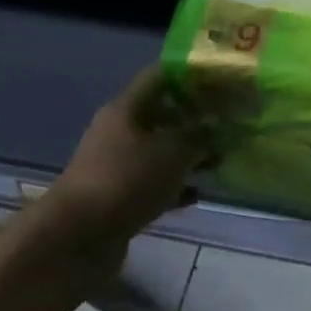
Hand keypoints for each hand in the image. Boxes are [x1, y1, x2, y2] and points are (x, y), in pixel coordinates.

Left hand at [41, 66, 212, 251]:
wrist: (79, 236)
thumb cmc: (127, 180)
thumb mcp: (173, 151)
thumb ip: (199, 134)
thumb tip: (215, 126)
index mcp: (126, 109)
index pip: (160, 76)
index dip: (190, 74)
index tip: (222, 78)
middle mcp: (119, 132)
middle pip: (162, 114)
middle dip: (196, 118)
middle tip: (231, 121)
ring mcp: (117, 166)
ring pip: (160, 151)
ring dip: (189, 154)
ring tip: (221, 158)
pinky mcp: (120, 197)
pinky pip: (154, 184)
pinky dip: (176, 186)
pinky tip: (198, 193)